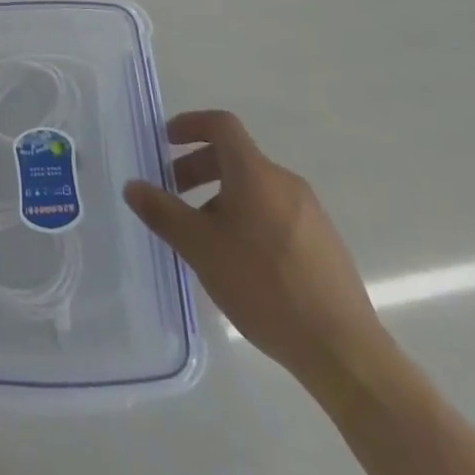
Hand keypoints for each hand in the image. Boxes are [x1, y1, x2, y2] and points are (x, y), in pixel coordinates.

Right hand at [124, 110, 387, 393]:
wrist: (343, 350)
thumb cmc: (263, 285)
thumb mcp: (200, 248)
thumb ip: (163, 212)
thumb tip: (132, 185)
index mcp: (255, 173)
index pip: (221, 125)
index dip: (190, 124)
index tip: (165, 141)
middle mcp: (285, 182)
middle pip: (235, 157)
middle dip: (198, 168)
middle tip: (174, 195)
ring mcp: (310, 213)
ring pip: (255, 188)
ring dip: (222, 197)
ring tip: (203, 236)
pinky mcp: (324, 243)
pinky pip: (275, 212)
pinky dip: (248, 218)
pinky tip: (240, 262)